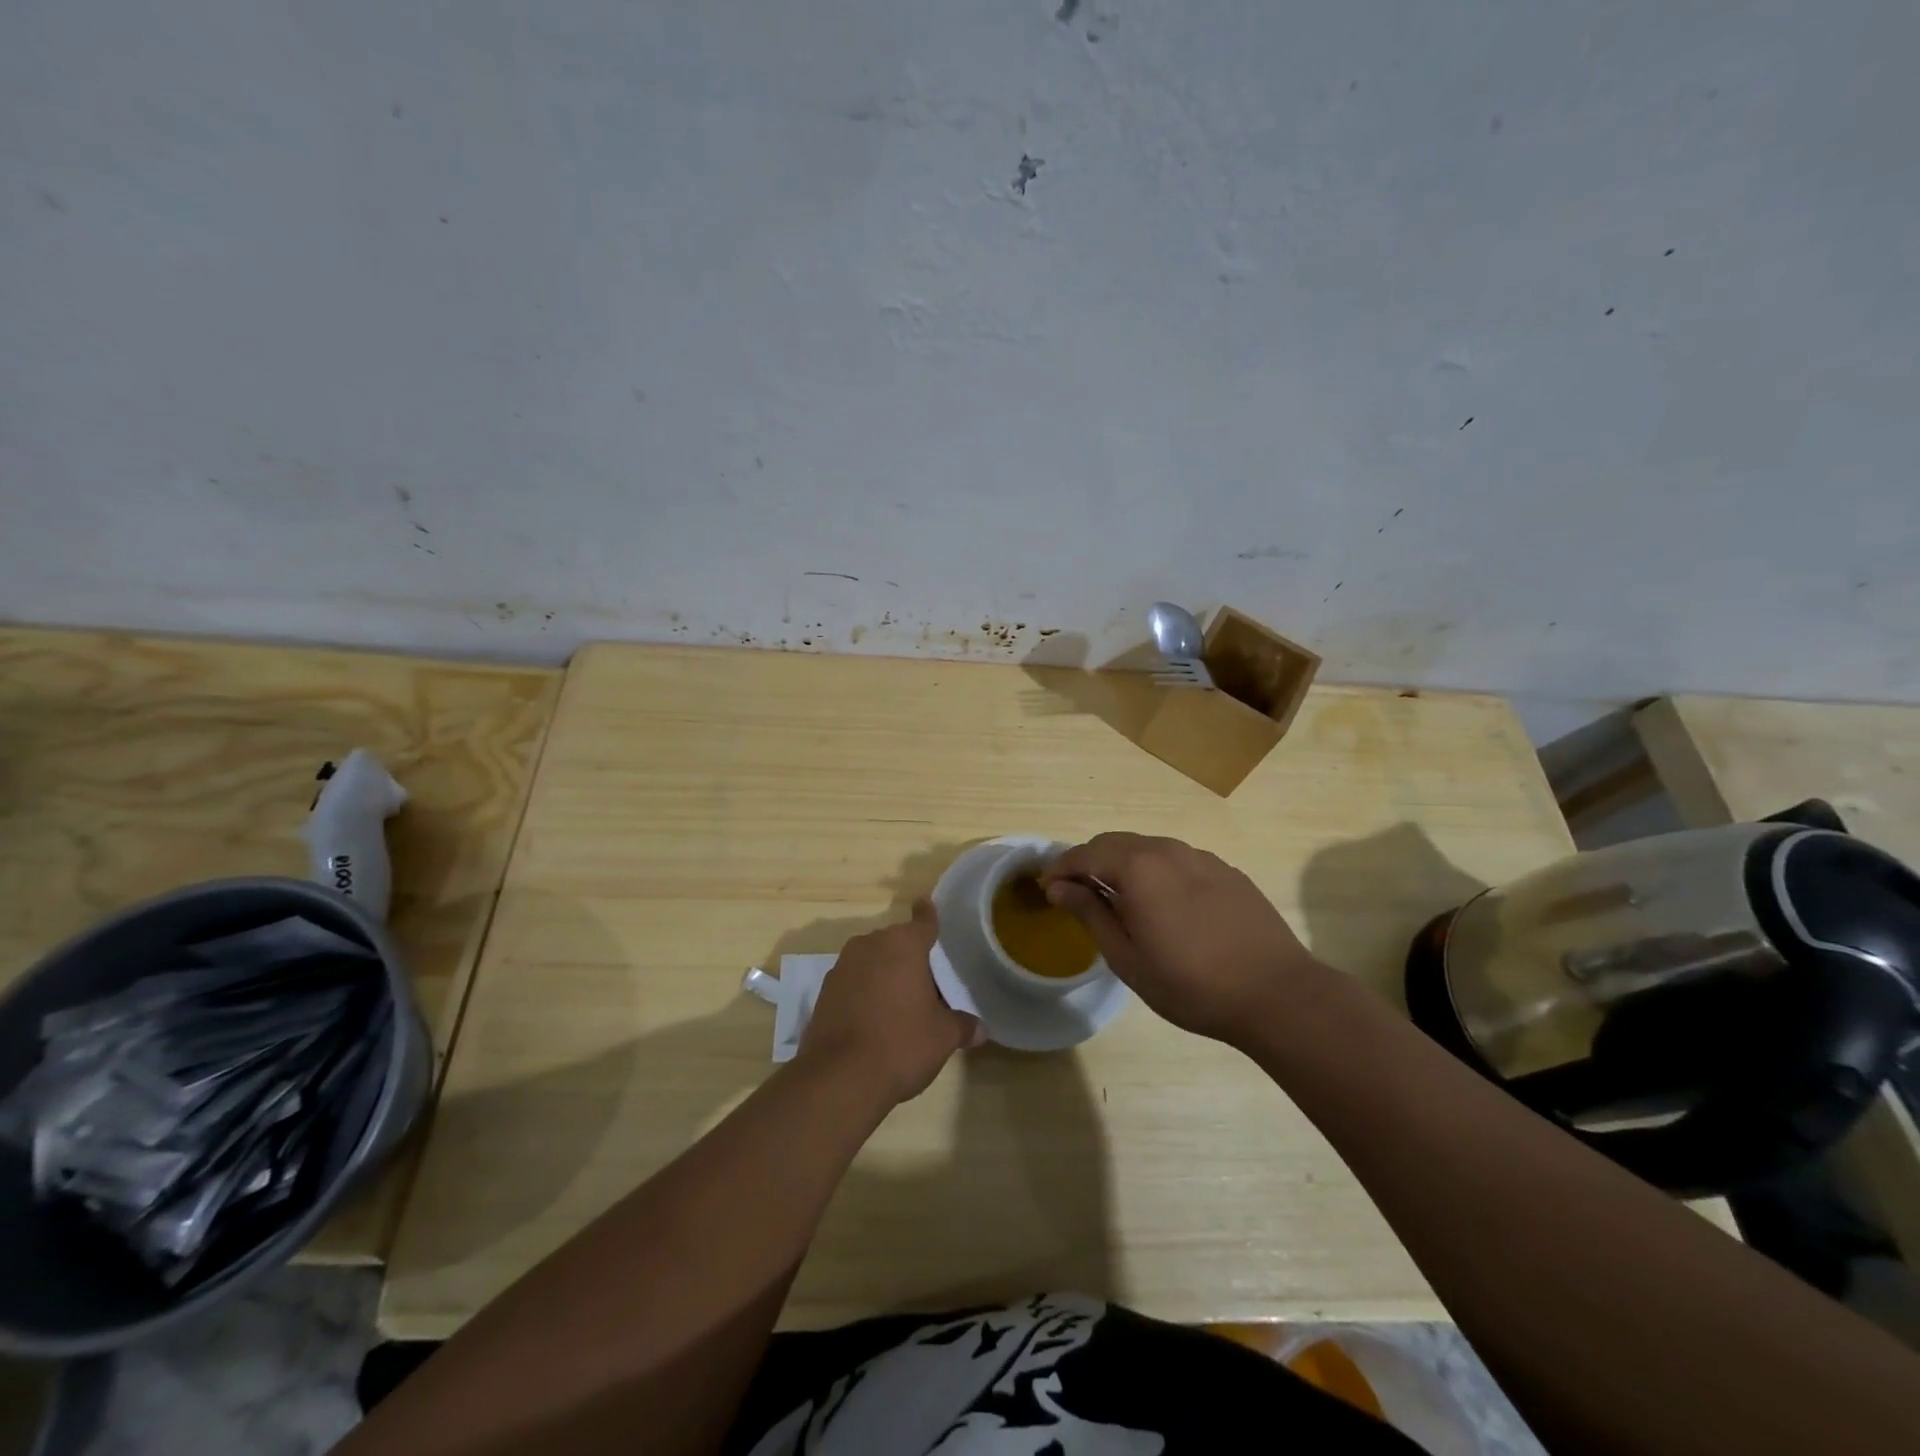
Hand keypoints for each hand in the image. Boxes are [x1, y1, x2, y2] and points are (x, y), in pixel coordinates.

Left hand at [797, 900, 983, 1105]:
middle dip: (909, 957)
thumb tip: (980, 1029)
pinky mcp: (824, 992)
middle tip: (927, 981)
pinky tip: (874, 1018)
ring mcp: (842, 967)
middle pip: (896, 942)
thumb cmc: (901, 1044)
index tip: (927, 904)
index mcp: (903, 945)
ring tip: (901, 1003)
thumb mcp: (943, 1037)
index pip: (923, 921)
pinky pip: (853, 982)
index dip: (929, 915)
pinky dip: (864, 992)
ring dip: (884, 974)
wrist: (840, 1078)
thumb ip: (962, 1026)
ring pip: (871, 961)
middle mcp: (870, 945)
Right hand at [1041, 833, 1322, 1046]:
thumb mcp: (1127, 957)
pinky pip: (1178, 861)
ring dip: (1124, 865)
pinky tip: (1165, 905)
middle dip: (1090, 861)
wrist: (1277, 994)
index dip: (1061, 868)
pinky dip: (1157, 872)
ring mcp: (1202, 858)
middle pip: (1116, 843)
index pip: (1086, 853)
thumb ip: (1090, 913)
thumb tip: (1059, 886)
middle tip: (1078, 893)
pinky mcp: (1227, 871)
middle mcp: (1168, 850)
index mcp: (1139, 867)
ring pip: (1149, 848)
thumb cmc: (1191, 983)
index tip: (1047, 889)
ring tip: (1119, 899)